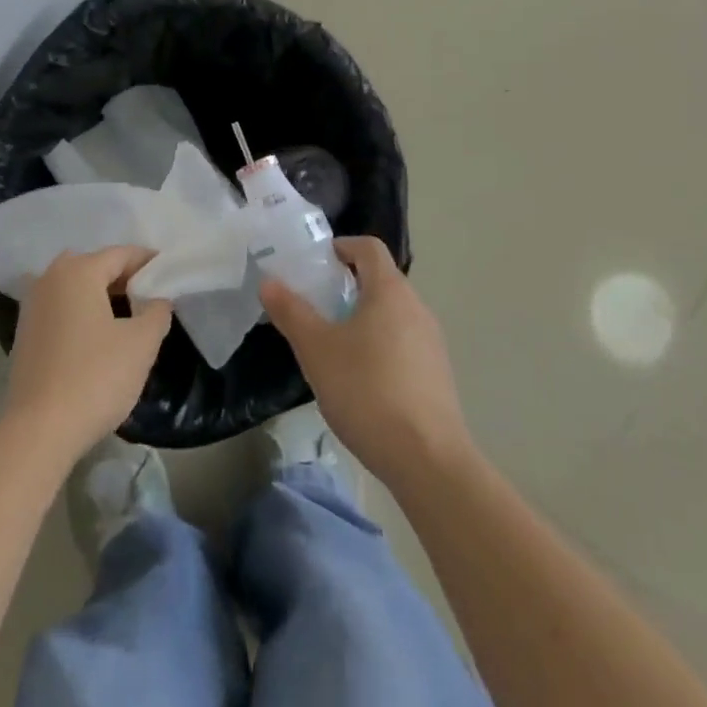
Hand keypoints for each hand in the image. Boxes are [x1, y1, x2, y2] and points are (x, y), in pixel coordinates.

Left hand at [4, 247, 171, 466]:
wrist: (38, 431)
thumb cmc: (95, 378)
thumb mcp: (141, 343)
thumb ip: (157, 311)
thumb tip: (158, 299)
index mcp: (79, 271)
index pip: (122, 254)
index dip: (149, 262)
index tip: (170, 273)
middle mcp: (50, 277)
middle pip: (96, 266)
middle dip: (124, 277)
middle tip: (150, 296)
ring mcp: (32, 305)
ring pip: (75, 287)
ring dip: (100, 295)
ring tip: (127, 316)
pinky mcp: (24, 332)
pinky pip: (60, 308)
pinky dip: (80, 312)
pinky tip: (97, 336)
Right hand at [260, 236, 474, 490]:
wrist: (428, 460)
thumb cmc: (367, 391)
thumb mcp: (317, 350)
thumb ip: (291, 312)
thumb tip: (269, 282)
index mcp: (390, 290)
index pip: (368, 247)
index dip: (341, 246)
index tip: (316, 263)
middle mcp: (417, 307)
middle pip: (381, 280)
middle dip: (347, 285)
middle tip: (315, 305)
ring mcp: (432, 342)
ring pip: (392, 314)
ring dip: (363, 317)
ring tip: (333, 345)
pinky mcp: (437, 374)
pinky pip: (404, 343)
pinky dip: (380, 345)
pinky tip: (361, 380)